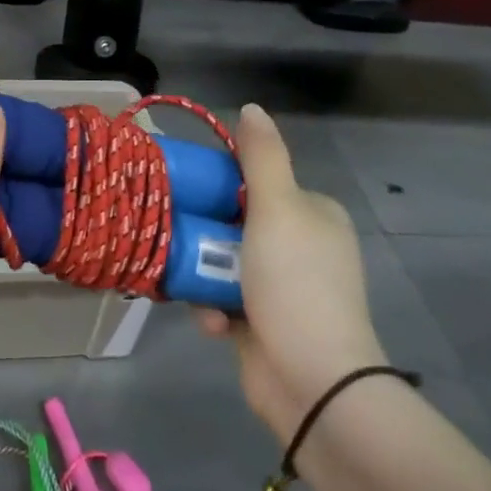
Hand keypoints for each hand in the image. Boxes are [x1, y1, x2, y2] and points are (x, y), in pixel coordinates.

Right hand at [198, 104, 385, 440]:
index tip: (188, 190)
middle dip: (204, 235)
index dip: (220, 184)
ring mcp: (283, 288)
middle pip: (233, 222)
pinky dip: (212, 308)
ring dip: (202, 274)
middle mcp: (302, 247)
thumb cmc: (294, 283)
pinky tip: (211, 322)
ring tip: (190, 285)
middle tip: (178, 237)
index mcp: (313, 215)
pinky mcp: (264, 323)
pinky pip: (223, 299)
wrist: (312, 382)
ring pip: (221, 262)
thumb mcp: (277, 208)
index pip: (257, 182)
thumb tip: (252, 108)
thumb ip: (262, 157)